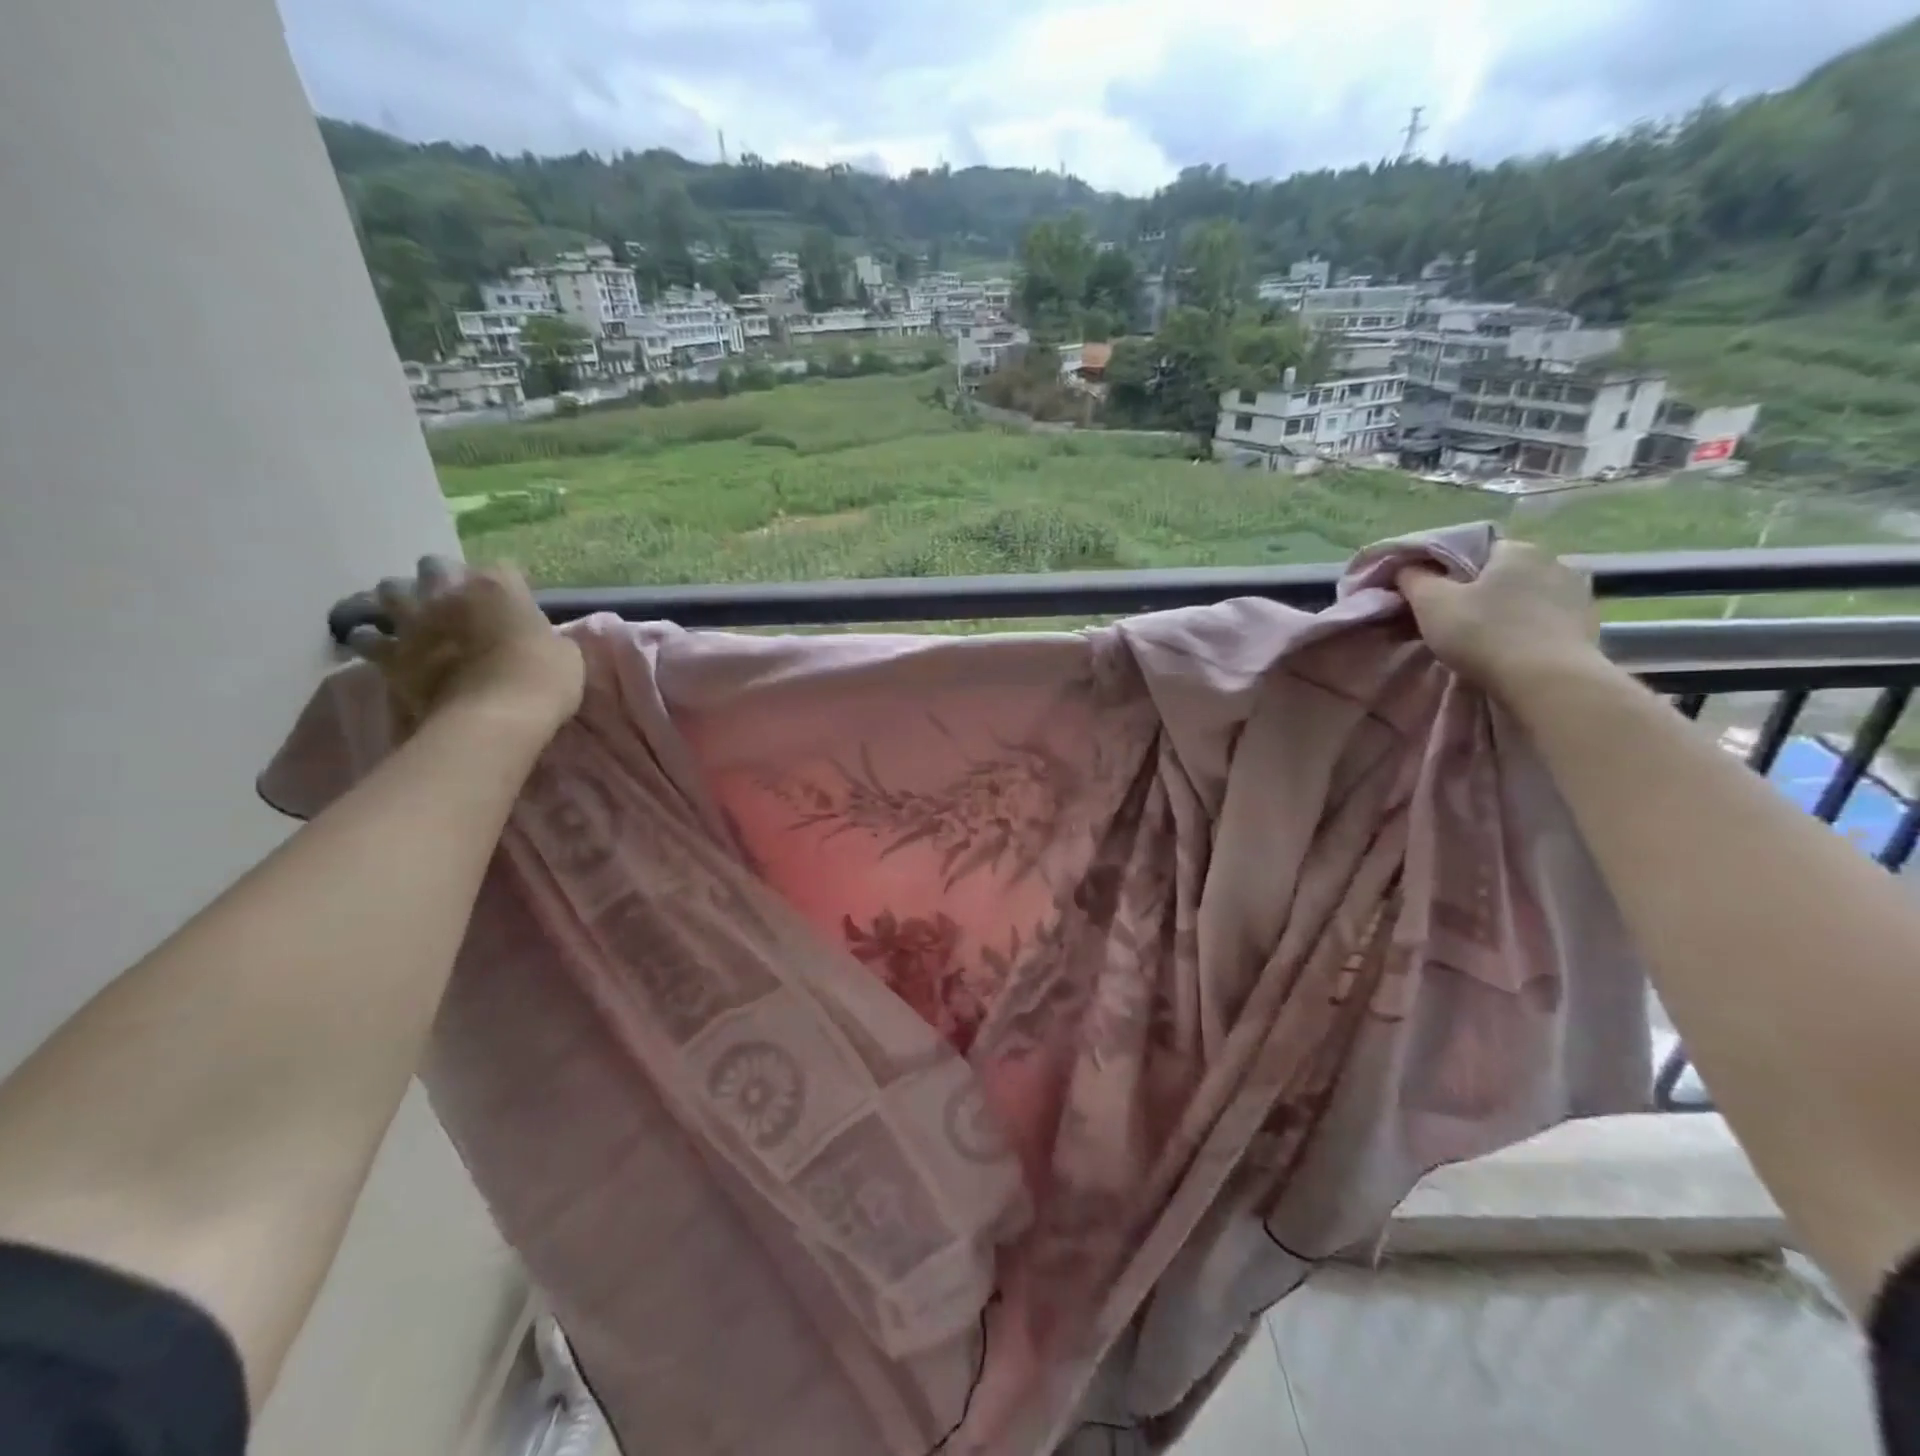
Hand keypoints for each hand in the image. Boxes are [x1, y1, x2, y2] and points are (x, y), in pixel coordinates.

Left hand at [346, 557, 582, 738]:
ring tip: (411, 616)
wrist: (496, 717)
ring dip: (400, 600)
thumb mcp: (564, 653)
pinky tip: (382, 648)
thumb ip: (542, 636)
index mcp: (498, 587)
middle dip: (442, 579)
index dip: (507, 586)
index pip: (501, 568)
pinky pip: (366, 637)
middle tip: (456, 602)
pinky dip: (372, 640)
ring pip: (389, 590)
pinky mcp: (390, 654)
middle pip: (434, 566)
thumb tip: (532, 639)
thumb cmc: (543, 680)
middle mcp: (450, 592)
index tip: (514, 604)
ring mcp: (414, 621)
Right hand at [1397, 540, 1605, 699]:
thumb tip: (1406, 567)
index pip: (1472, 550)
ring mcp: (1577, 593)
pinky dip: (1525, 629)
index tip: (1429, 597)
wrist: (1547, 682)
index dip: (1446, 572)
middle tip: (1450, 621)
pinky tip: (1510, 650)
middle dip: (1476, 592)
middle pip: (1500, 574)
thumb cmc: (1483, 634)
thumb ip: (1413, 578)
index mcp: (1516, 549)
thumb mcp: (1431, 603)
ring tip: (1481, 639)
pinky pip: (1544, 619)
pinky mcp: (1587, 624)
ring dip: (1504, 611)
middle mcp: (1553, 561)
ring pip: (1523, 597)